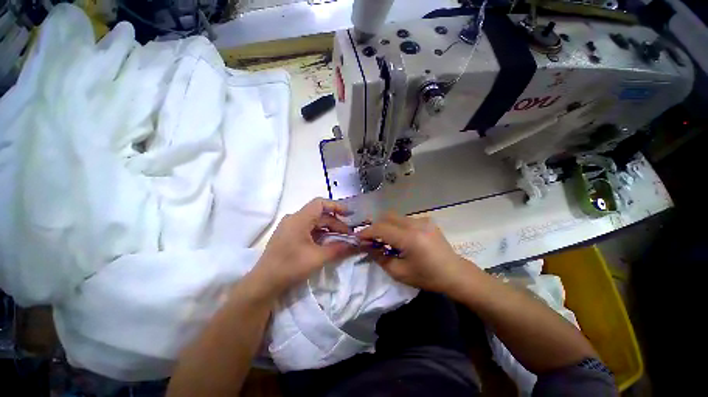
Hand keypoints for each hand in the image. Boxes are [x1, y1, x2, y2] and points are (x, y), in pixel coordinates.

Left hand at [251, 198, 356, 297]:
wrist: (264, 283)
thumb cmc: (291, 266)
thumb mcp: (318, 257)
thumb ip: (338, 248)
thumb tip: (355, 244)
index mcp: (299, 219)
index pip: (320, 203)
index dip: (336, 206)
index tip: (349, 214)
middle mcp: (293, 219)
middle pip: (319, 215)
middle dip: (335, 223)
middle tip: (348, 235)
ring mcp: (289, 227)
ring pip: (314, 222)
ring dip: (328, 229)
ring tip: (340, 240)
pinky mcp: (288, 236)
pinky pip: (307, 229)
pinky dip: (319, 234)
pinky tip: (327, 243)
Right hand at [357, 213, 469, 292]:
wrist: (455, 274)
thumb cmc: (427, 277)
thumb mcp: (399, 272)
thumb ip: (379, 257)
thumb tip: (365, 246)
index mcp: (410, 238)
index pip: (381, 228)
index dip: (367, 232)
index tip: (358, 238)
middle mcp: (416, 224)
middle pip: (387, 217)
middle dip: (375, 226)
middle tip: (370, 239)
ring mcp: (423, 220)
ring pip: (395, 217)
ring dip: (386, 226)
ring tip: (384, 240)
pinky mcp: (427, 220)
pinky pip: (404, 219)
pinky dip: (396, 226)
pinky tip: (399, 238)